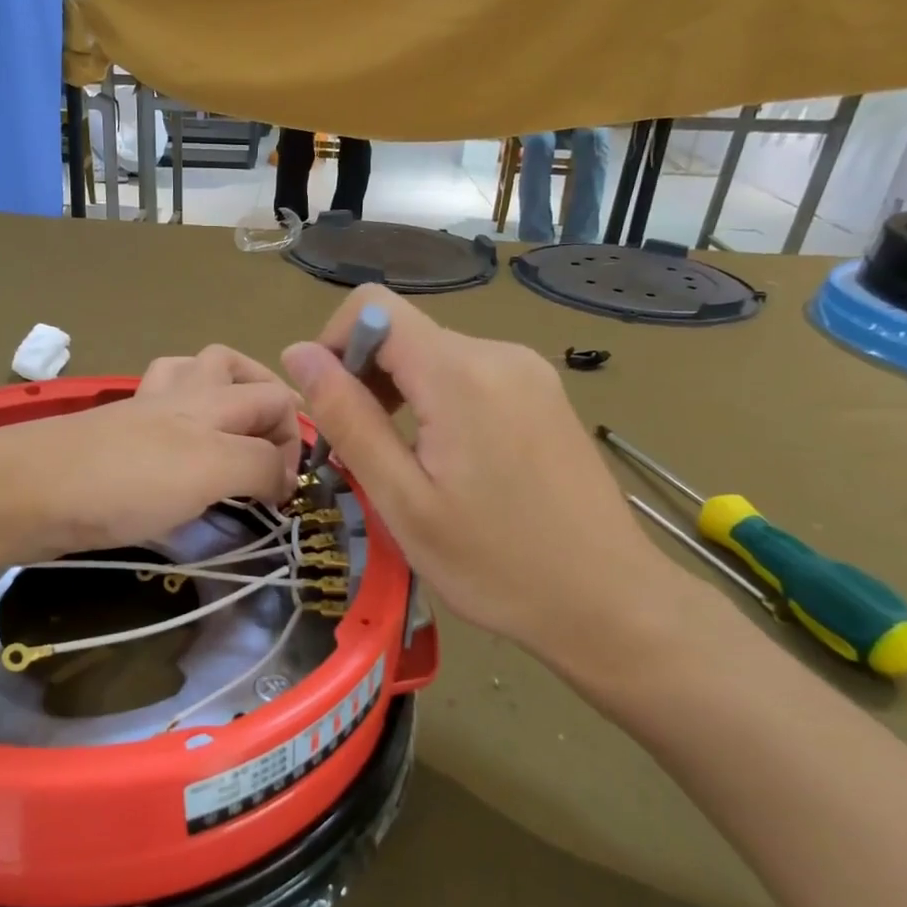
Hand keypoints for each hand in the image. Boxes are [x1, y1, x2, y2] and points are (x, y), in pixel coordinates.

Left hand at [0, 346, 302, 560]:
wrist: (28, 491)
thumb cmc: (126, 479)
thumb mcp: (210, 469)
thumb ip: (258, 465)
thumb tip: (283, 478)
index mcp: (210, 399)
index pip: (275, 400)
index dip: (294, 441)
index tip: (287, 494)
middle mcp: (179, 395)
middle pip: (232, 367)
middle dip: (264, 398)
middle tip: (272, 447)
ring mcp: (140, 412)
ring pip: (189, 376)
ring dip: (219, 394)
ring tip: (230, 432)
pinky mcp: (113, 438)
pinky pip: (156, 412)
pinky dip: (177, 421)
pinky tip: (177, 452)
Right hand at [281, 287, 702, 682]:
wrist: (609, 602)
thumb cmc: (494, 564)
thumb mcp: (402, 500)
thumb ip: (347, 418)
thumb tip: (296, 353)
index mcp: (460, 373)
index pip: (373, 305)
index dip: (334, 343)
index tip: (331, 408)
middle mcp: (499, 353)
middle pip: (404, 333)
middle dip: (366, 380)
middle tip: (364, 455)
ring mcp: (530, 372)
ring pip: (435, 357)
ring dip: (401, 396)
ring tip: (406, 467)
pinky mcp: (544, 394)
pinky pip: (471, 377)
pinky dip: (439, 404)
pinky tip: (450, 464)